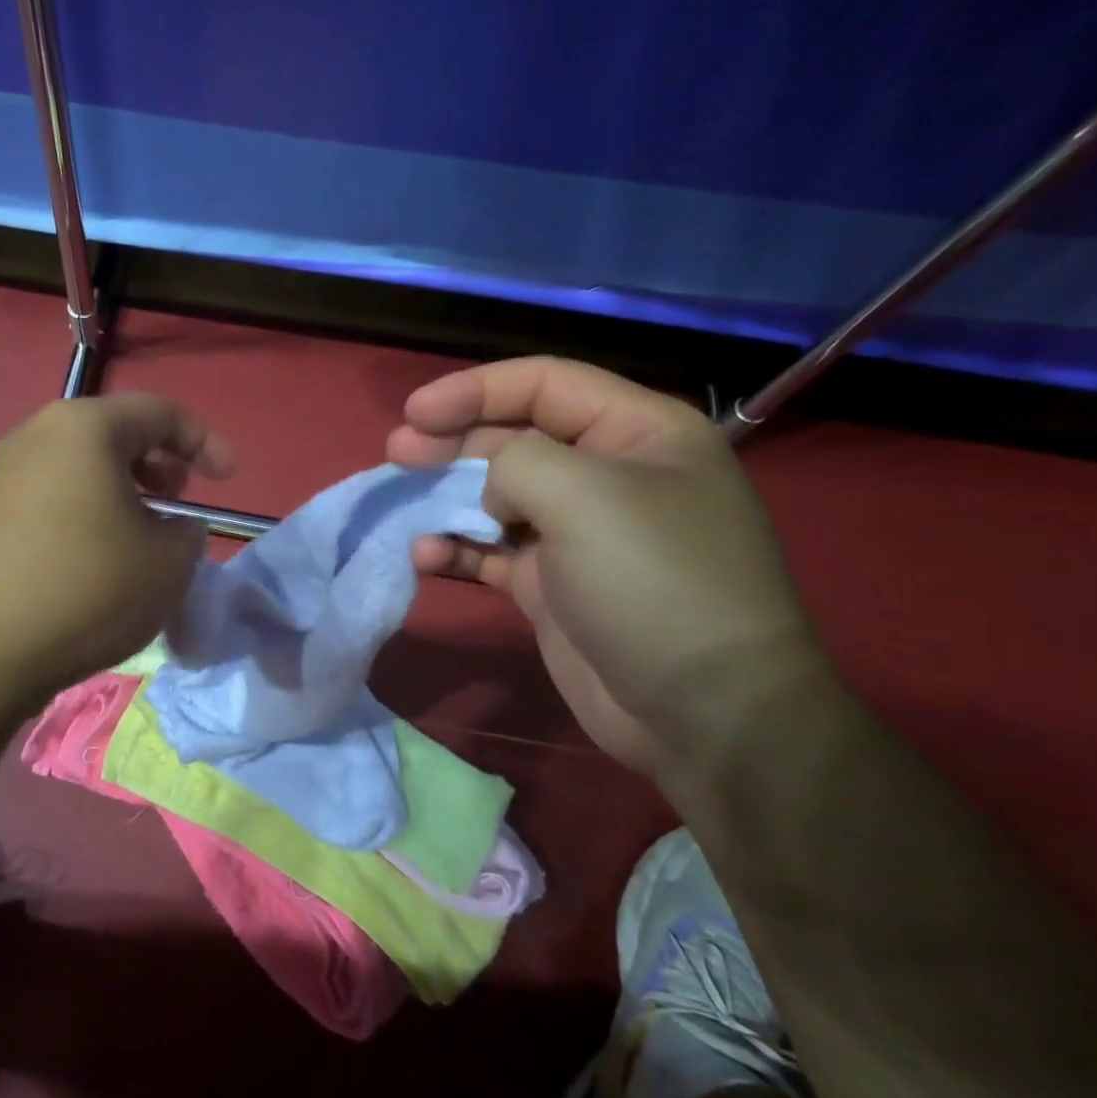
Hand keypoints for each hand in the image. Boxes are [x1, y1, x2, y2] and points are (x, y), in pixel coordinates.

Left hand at [0, 394, 233, 709]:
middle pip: (114, 433)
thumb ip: (188, 534)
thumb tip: (173, 529)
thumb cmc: (86, 591)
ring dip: (121, 490)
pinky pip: (49, 496)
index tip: (229, 477)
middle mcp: (35, 435)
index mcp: (85, 428)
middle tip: (179, 501)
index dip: (205, 441)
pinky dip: (85, 512)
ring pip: (79, 466)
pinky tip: (93, 559)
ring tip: (141, 534)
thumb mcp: (168, 565)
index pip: (160, 412)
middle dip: (159, 463)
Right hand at [388, 358, 832, 777]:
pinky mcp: (552, 584)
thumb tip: (491, 492)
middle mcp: (608, 475)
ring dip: (446, 498)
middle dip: (452, 443)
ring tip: (401, 505)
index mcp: (638, 433)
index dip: (475, 389)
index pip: (545, 384)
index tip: (415, 413)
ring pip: (495, 497)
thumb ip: (516, 464)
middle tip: (396, 455)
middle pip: (513, 439)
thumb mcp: (583, 496)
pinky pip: (492, 551)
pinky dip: (456, 549)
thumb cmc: (652, 581)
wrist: (700, 713)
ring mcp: (578, 533)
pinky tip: (426, 557)